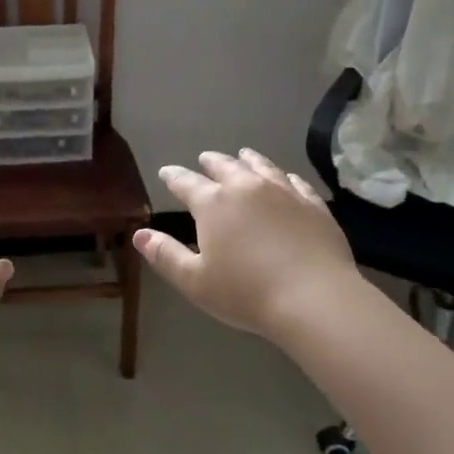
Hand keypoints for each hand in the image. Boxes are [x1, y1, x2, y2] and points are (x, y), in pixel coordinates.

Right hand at [133, 148, 365, 342]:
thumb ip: (165, 255)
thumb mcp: (194, 281)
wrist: (314, 298)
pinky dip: (285, 177)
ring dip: (248, 160)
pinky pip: (296, 183)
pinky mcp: (313, 205)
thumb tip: (139, 235)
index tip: (166, 172)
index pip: (186, 183)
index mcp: (213, 204)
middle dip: (211, 162)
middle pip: (225, 167)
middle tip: (205, 159)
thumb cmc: (246, 293)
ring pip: (261, 167)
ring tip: (243, 155)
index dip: (173, 177)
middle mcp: (246, 188)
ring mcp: (283, 193)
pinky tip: (286, 178)